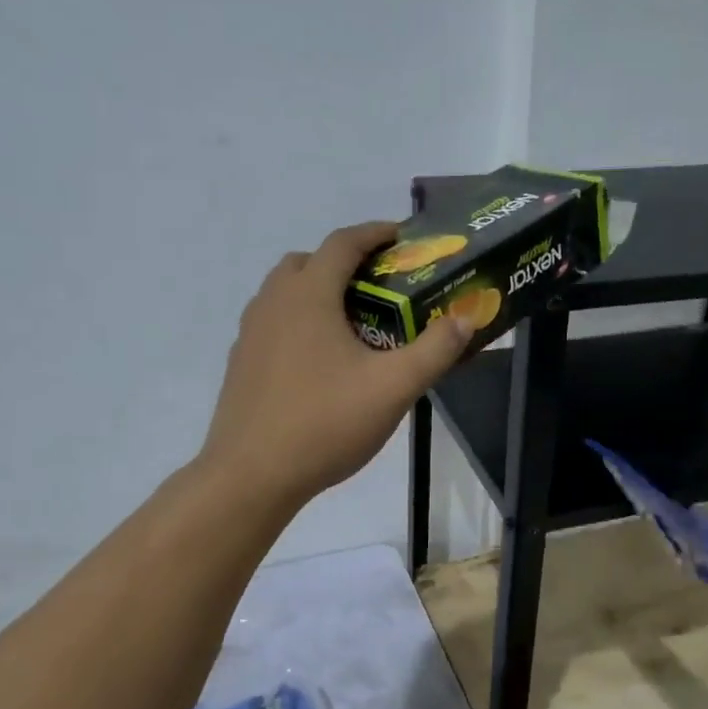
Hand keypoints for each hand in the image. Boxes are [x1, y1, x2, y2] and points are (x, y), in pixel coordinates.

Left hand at [200, 221, 471, 505]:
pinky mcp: (241, 362)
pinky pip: (274, 323)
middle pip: (309, 262)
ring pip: (286, 292)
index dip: (375, 233)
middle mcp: (273, 302)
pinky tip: (321, 362)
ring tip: (354, 324)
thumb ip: (435, 350)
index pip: (342, 243)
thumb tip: (466, 318)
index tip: (402, 237)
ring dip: (319, 292)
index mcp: (308, 295)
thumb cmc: (325, 423)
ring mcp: (250, 333)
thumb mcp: (393, 388)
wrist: (251, 475)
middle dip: (345, 263)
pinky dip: (300, 322)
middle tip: (380, 286)